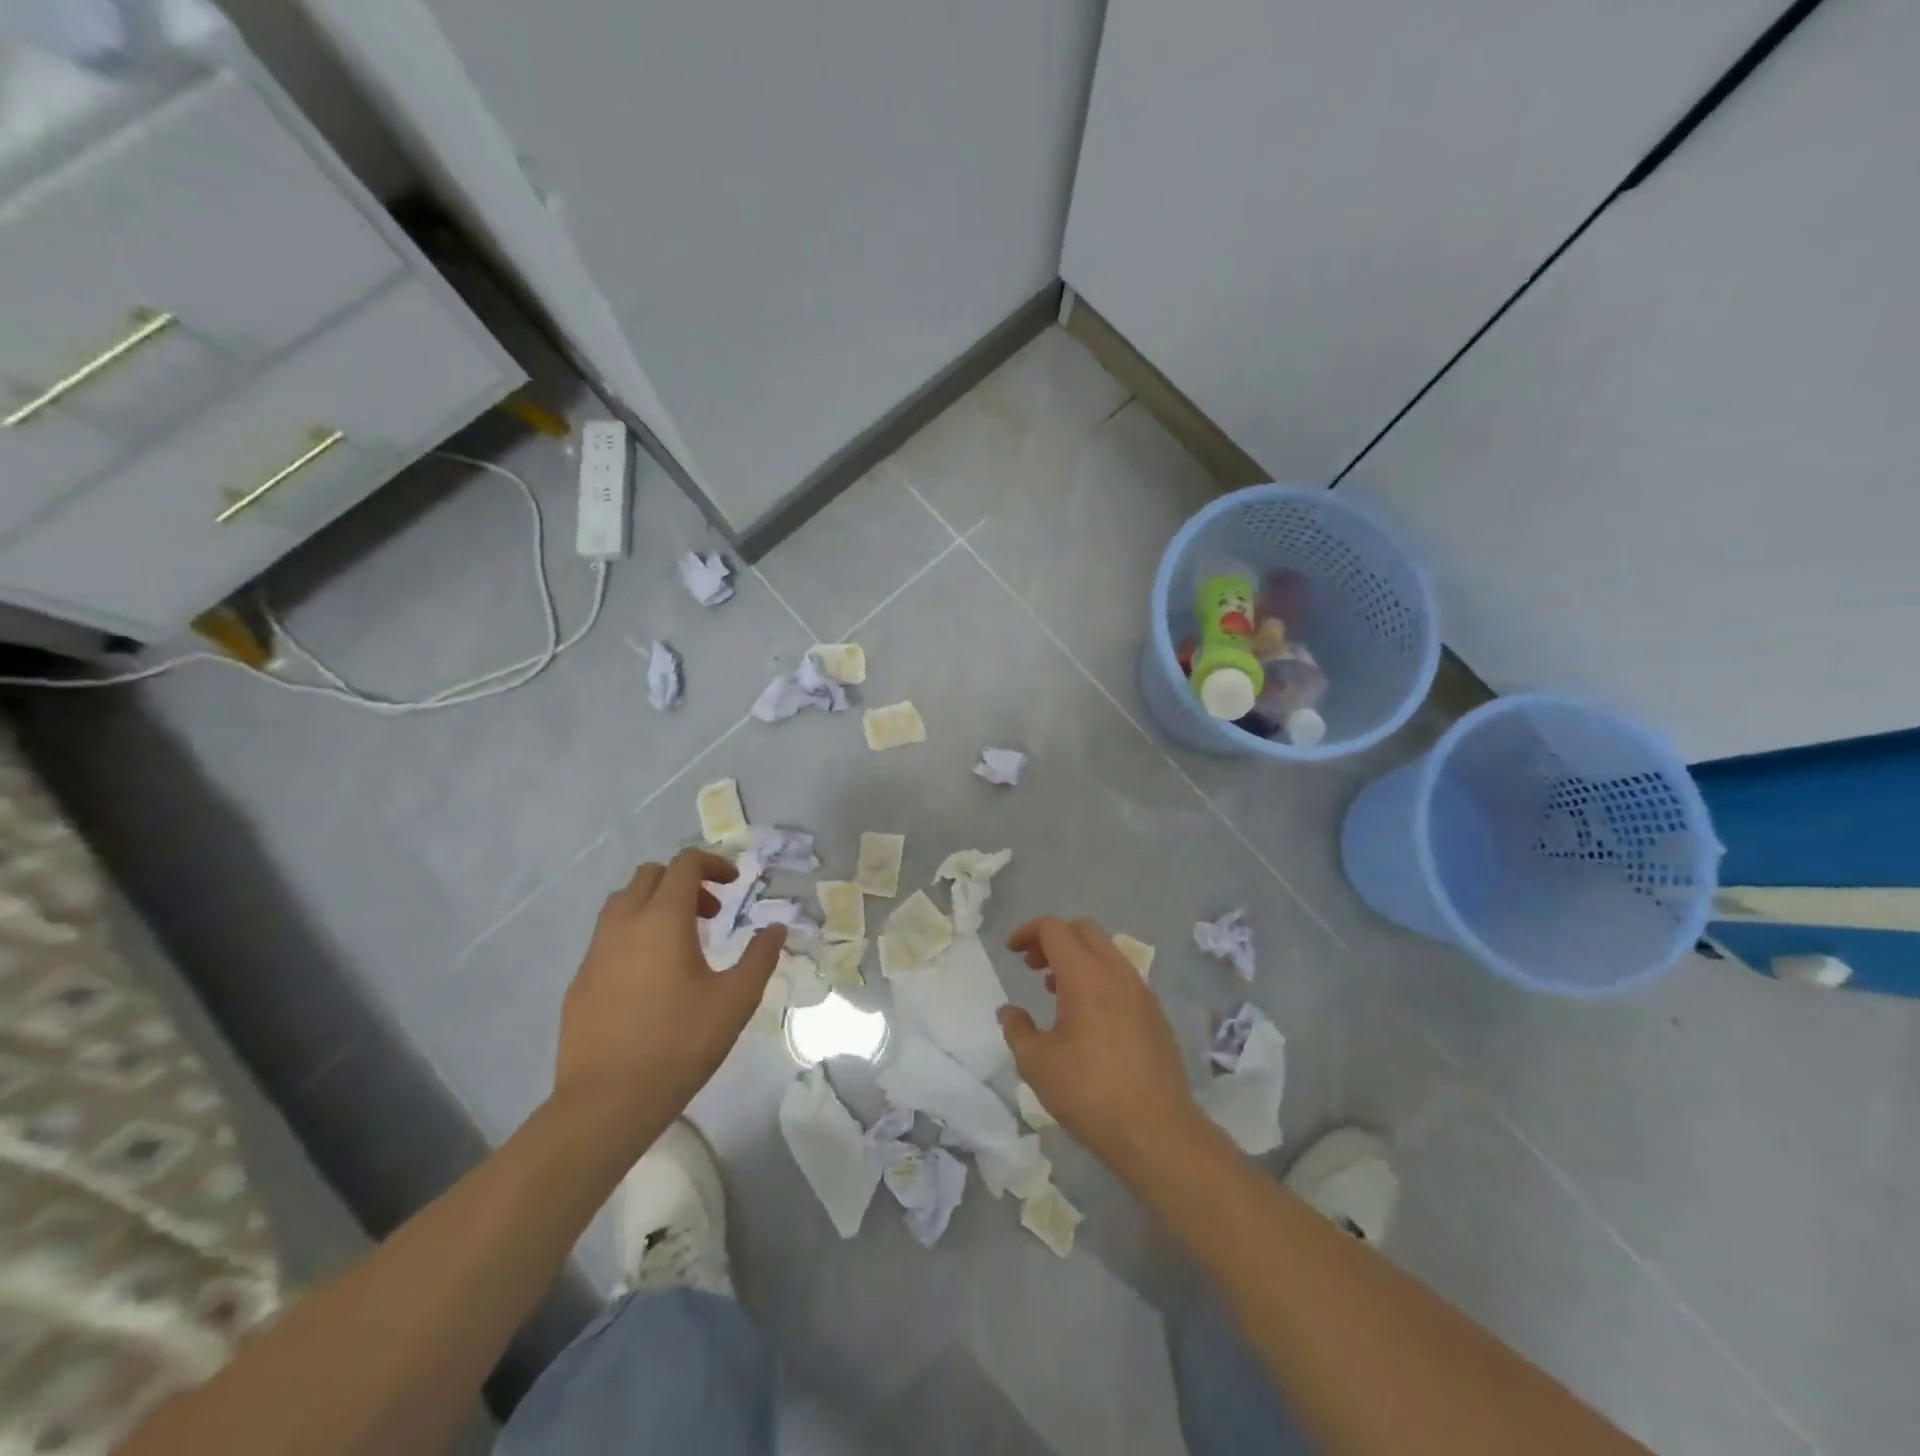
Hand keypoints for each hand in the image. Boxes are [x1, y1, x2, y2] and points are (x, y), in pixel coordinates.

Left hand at [551, 849, 783, 1152]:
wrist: (606, 1102)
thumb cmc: (679, 1044)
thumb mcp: (735, 1000)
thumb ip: (760, 957)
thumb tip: (776, 928)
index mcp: (663, 919)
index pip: (685, 864)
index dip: (713, 864)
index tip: (734, 885)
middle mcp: (624, 923)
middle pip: (650, 875)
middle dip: (684, 882)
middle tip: (711, 914)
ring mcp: (595, 951)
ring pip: (622, 902)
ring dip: (655, 905)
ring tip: (681, 942)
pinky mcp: (579, 980)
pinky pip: (607, 937)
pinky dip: (634, 935)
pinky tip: (651, 978)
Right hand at [998, 916, 1206, 1183]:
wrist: (1157, 1131)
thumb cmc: (1089, 1093)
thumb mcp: (1036, 1064)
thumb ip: (1017, 1029)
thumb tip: (1009, 1011)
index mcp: (1085, 975)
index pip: (1053, 928)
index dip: (1027, 932)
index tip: (1011, 952)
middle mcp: (1116, 972)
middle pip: (1083, 929)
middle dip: (1053, 939)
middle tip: (1032, 965)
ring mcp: (1141, 990)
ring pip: (1105, 951)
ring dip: (1077, 957)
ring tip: (1055, 990)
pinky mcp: (1155, 1012)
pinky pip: (1121, 976)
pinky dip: (1098, 977)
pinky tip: (1087, 1015)